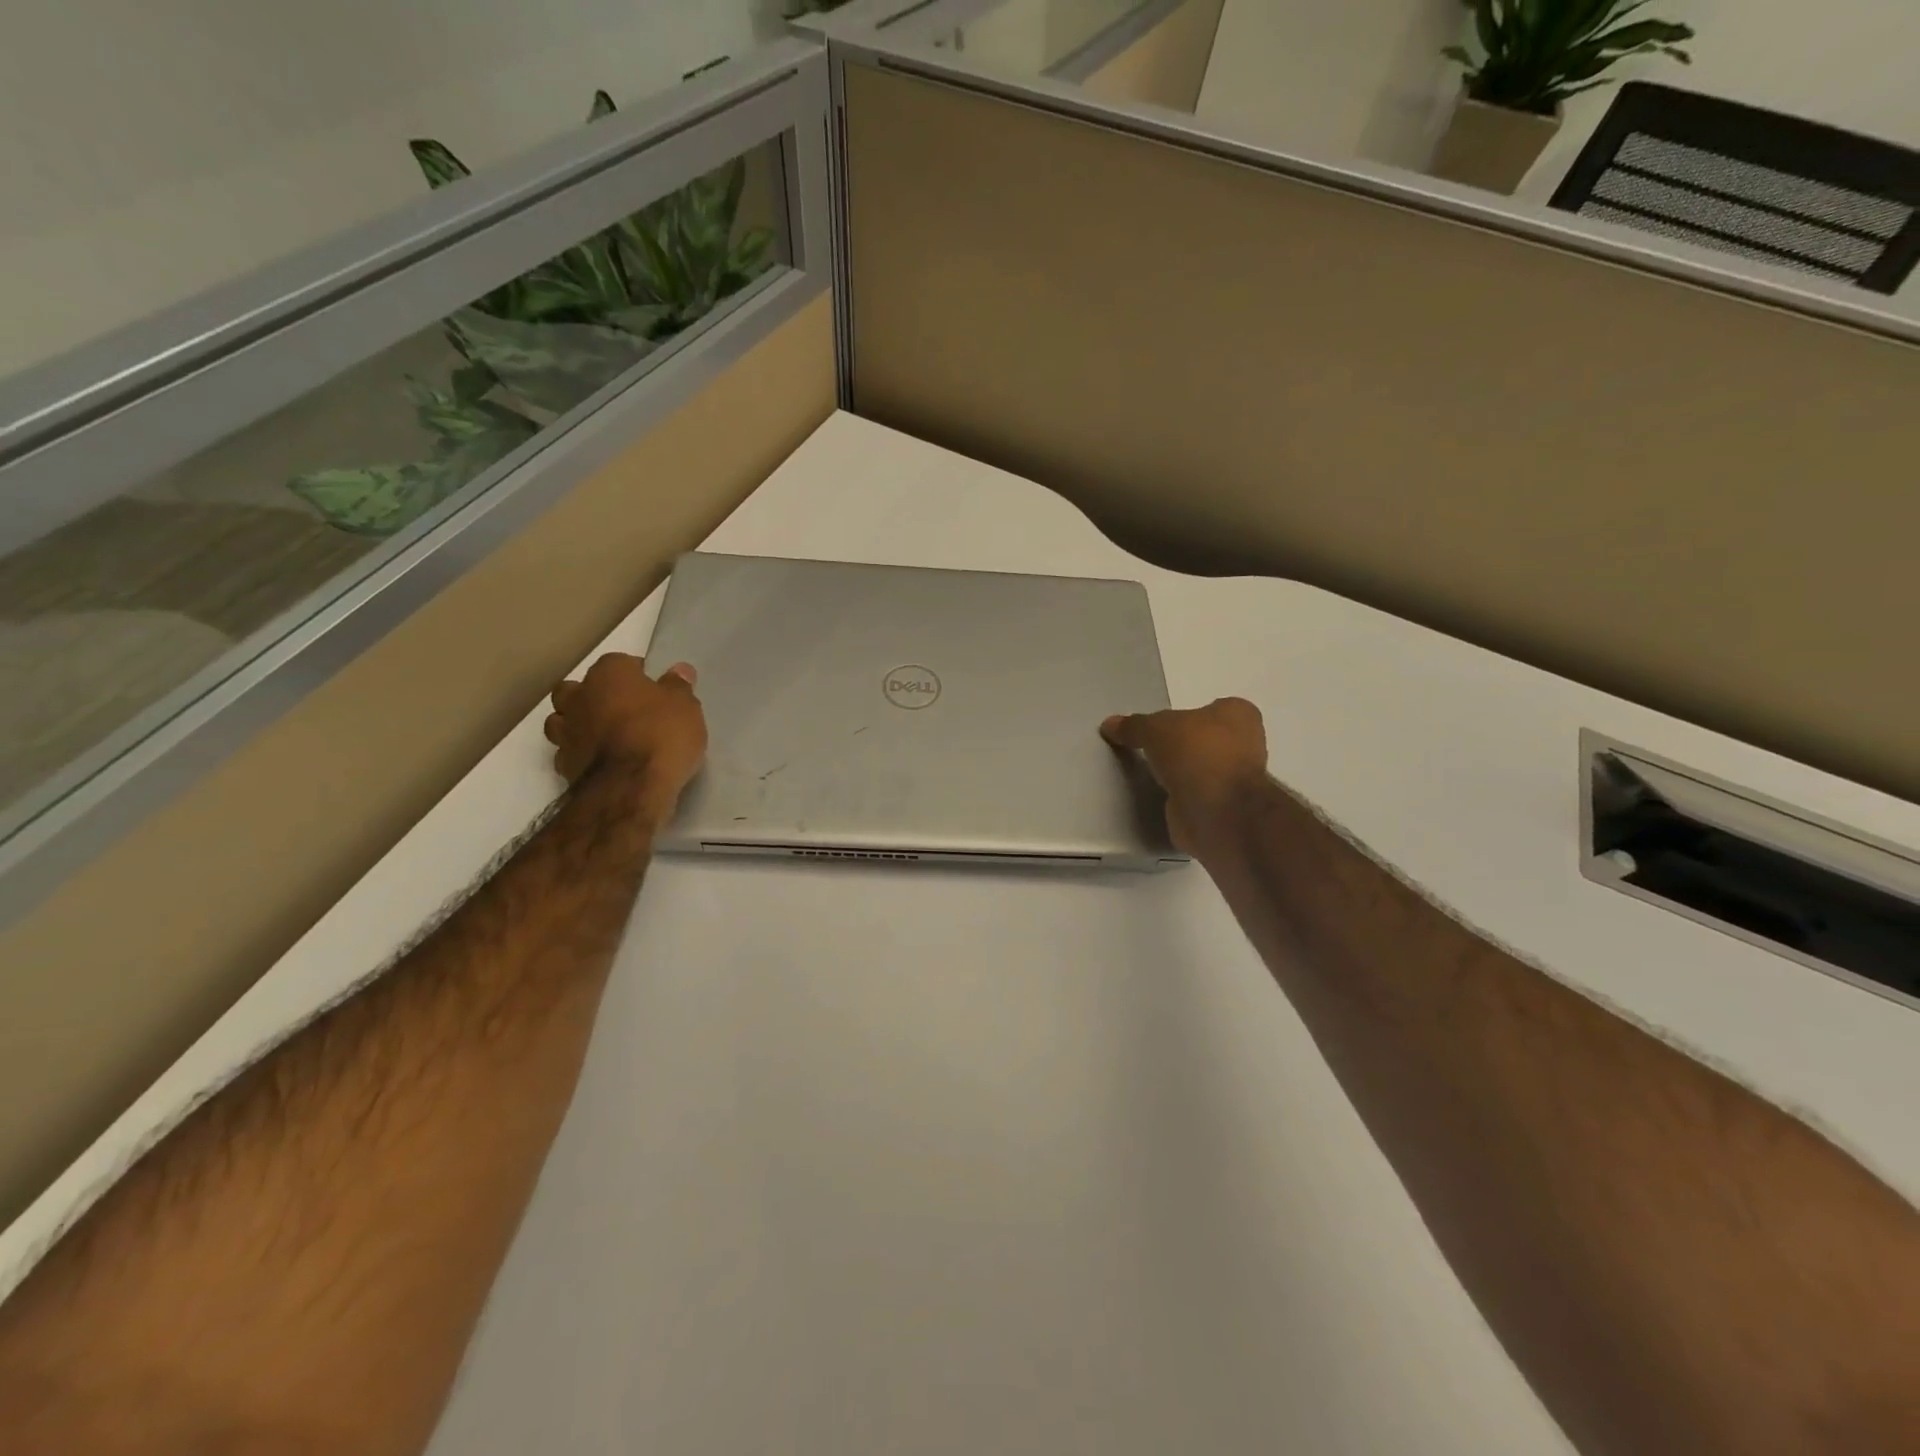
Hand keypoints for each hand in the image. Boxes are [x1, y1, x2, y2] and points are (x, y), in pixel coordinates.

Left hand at [545, 654, 707, 818]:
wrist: (629, 788)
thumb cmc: (661, 736)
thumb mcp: (685, 707)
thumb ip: (679, 687)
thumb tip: (679, 670)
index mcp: (609, 674)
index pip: (620, 663)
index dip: (638, 675)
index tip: (654, 690)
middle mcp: (579, 697)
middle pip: (578, 688)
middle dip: (595, 695)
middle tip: (622, 710)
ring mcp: (566, 732)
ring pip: (563, 719)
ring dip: (579, 724)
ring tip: (606, 737)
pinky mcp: (562, 764)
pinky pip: (568, 751)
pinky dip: (581, 753)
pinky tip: (601, 762)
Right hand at [1101, 698, 1269, 853]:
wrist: (1216, 810)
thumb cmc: (1197, 752)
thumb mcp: (1155, 728)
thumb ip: (1134, 725)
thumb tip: (1109, 724)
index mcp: (1239, 715)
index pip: (1212, 708)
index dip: (1186, 716)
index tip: (1161, 726)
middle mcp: (1245, 745)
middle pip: (1205, 740)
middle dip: (1182, 746)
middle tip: (1149, 748)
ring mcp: (1236, 780)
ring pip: (1201, 770)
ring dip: (1181, 774)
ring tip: (1149, 773)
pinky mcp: (1223, 809)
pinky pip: (1195, 796)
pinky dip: (1179, 797)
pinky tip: (1158, 796)